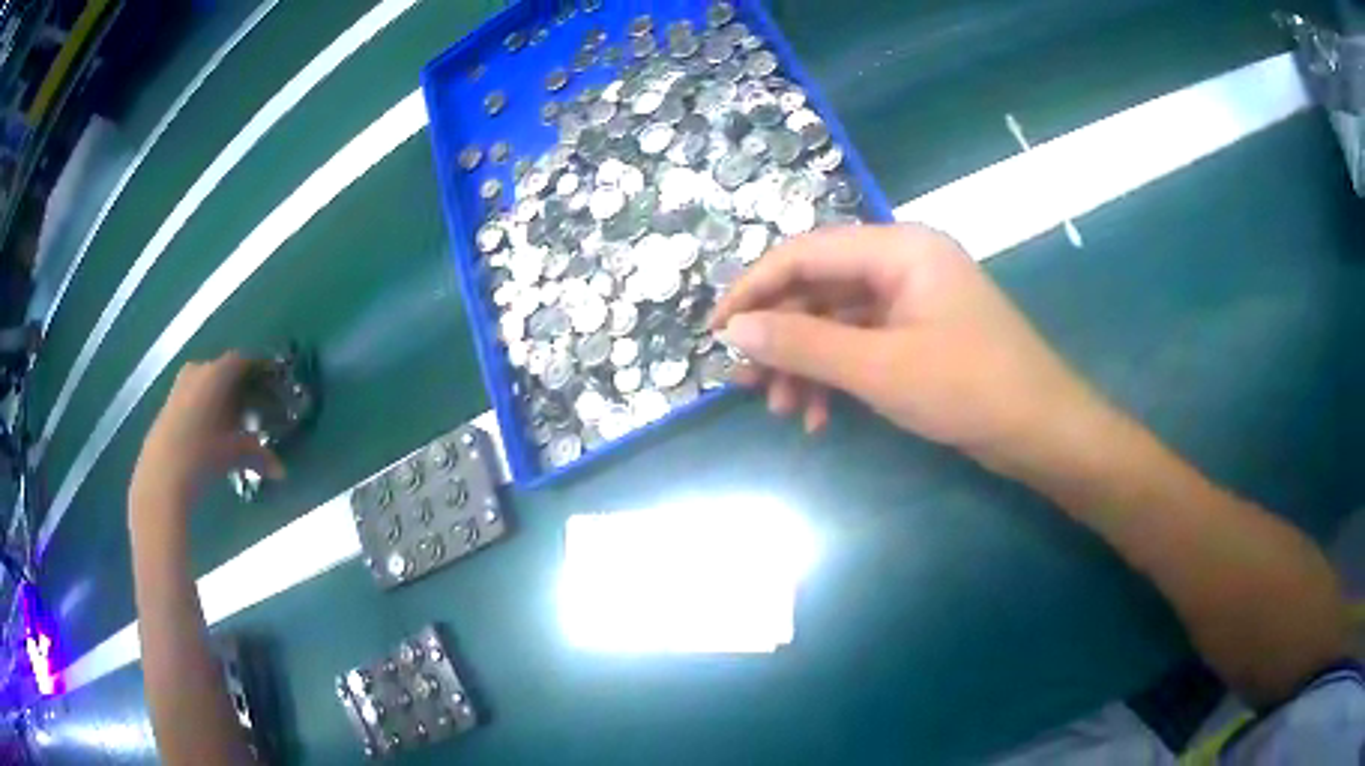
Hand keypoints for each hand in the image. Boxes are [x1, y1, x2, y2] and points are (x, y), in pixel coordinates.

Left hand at [131, 352, 283, 512]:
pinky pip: (193, 395)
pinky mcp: (169, 403)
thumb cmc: (202, 456)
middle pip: (223, 371)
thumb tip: (281, 471)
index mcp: (217, 373)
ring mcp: (180, 385)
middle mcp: (198, 370)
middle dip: (239, 387)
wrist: (162, 475)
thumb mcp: (234, 455)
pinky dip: (205, 407)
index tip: (270, 384)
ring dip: (220, 398)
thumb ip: (258, 456)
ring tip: (232, 422)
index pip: (243, 361)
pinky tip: (211, 431)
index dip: (258, 371)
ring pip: (207, 383)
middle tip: (252, 408)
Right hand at [709, 224, 1109, 468]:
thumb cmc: (970, 390)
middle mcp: (903, 262)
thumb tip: (734, 330)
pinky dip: (836, 377)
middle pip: (819, 287)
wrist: (1043, 432)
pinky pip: (861, 345)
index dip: (753, 289)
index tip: (714, 331)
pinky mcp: (919, 334)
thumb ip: (804, 345)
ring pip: (837, 321)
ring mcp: (912, 300)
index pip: (806, 253)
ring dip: (805, 364)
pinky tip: (820, 416)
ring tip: (783, 410)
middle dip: (781, 337)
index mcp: (899, 248)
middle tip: (746, 383)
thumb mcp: (880, 369)